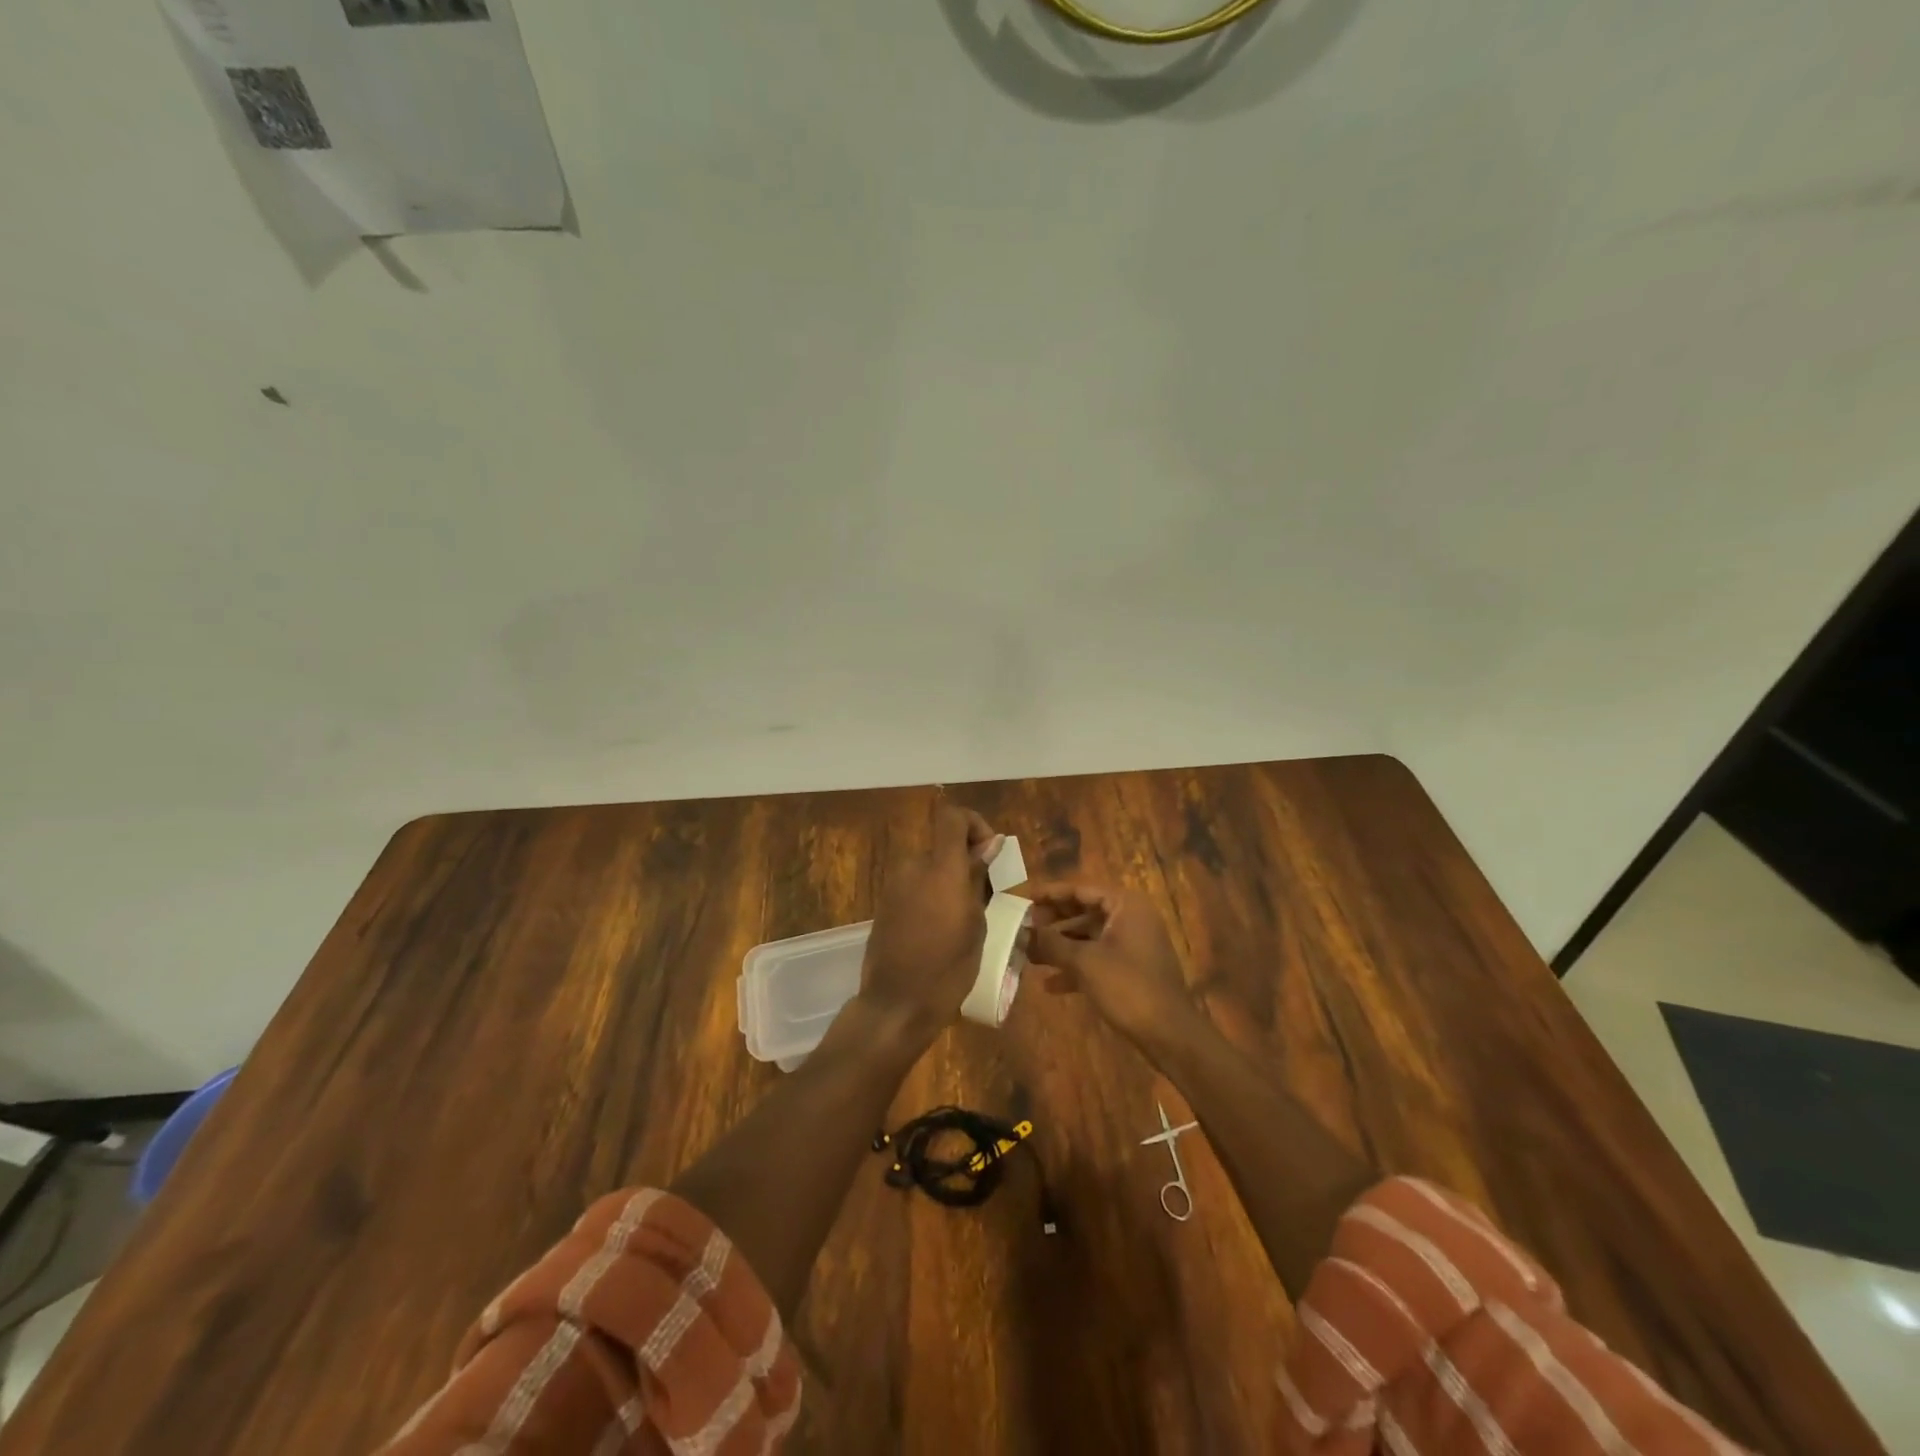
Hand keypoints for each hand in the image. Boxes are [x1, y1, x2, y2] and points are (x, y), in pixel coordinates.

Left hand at [857, 800, 999, 1043]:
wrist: (896, 1004)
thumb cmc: (947, 969)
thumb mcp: (975, 924)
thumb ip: (978, 878)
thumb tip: (990, 844)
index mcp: (939, 869)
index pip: (952, 816)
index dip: (975, 824)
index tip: (990, 853)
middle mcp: (913, 867)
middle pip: (943, 844)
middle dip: (966, 861)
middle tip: (985, 896)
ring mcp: (894, 885)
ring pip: (930, 866)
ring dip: (950, 880)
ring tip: (966, 917)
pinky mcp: (885, 903)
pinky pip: (916, 885)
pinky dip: (933, 894)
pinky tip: (942, 928)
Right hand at [1026, 883, 1200, 1049]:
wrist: (1169, 1033)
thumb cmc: (1127, 987)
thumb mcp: (1084, 961)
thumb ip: (1052, 943)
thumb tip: (1024, 932)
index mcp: (1125, 905)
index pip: (1081, 889)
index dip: (1051, 893)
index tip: (1024, 898)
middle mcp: (1131, 918)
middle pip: (1084, 911)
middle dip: (1053, 922)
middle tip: (1023, 927)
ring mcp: (1133, 944)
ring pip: (1089, 937)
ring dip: (1060, 946)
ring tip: (1029, 955)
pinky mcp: (1131, 969)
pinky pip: (1098, 958)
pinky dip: (1076, 967)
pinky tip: (1049, 984)